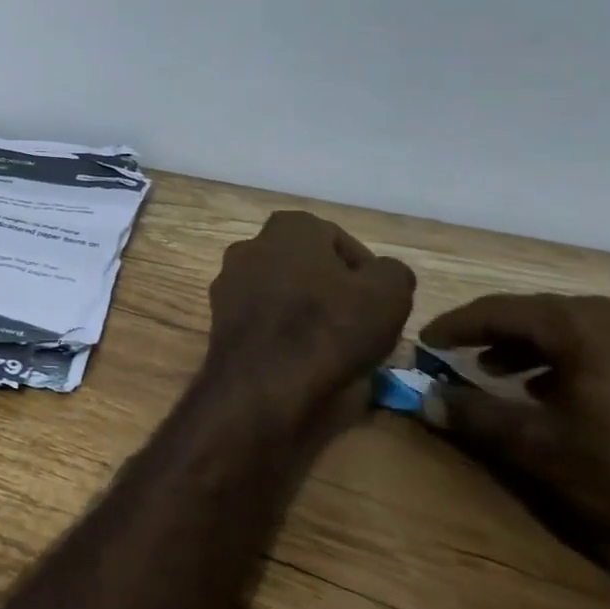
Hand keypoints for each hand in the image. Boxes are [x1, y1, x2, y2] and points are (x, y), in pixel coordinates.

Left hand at [206, 212, 414, 421]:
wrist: (263, 381)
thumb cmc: (329, 327)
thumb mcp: (388, 295)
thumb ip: (391, 273)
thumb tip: (381, 272)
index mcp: (289, 227)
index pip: (336, 239)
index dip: (363, 271)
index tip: (379, 301)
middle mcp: (251, 244)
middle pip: (303, 263)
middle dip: (330, 287)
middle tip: (356, 320)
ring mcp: (228, 279)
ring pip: (279, 288)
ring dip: (302, 307)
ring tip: (330, 342)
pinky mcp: (218, 314)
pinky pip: (260, 314)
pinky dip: (279, 328)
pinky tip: (298, 353)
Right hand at [417, 294, 609, 608]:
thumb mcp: (538, 449)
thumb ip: (474, 414)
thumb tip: (424, 398)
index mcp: (588, 326)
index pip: (502, 310)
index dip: (457, 325)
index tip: (426, 342)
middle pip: (543, 315)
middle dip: (497, 335)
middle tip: (462, 357)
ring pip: (583, 332)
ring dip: (538, 349)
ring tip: (507, 377)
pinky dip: (581, 362)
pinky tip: (568, 394)